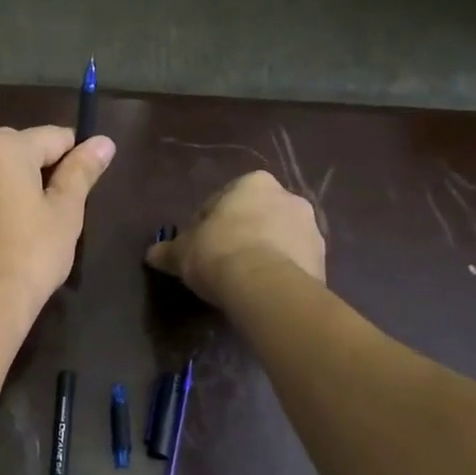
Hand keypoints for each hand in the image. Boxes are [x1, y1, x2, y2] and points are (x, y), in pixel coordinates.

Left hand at [0, 126, 116, 326]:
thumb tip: (103, 141)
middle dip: (41, 173)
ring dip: (12, 190)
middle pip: (18, 152)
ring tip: (28, 230)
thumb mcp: (65, 211)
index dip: (75, 159)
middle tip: (58, 213)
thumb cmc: (30, 254)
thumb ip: (82, 170)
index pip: (53, 137)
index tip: (84, 188)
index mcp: (3, 147)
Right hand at [146, 171, 324, 307]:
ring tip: (242, 281)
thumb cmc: (218, 252)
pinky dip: (279, 272)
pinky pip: (293, 263)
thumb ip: (167, 251)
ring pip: (278, 239)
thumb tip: (152, 254)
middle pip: (255, 216)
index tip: (197, 247)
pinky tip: (261, 291)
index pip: (222, 201)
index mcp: (253, 183)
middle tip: (220, 262)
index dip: (206, 225)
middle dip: (241, 234)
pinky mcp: (323, 260)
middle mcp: (288, 197)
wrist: (266, 286)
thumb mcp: (182, 252)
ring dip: (263, 253)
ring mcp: (311, 228)